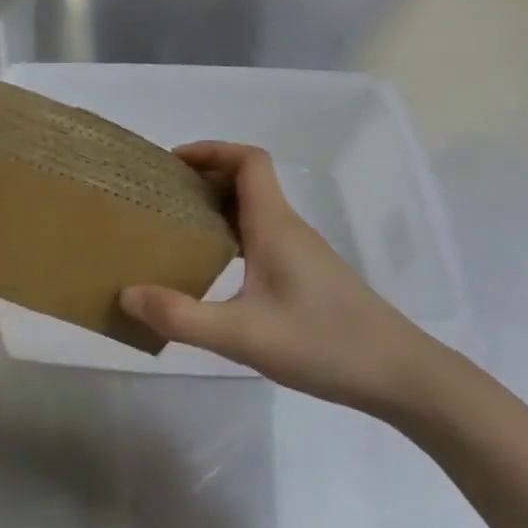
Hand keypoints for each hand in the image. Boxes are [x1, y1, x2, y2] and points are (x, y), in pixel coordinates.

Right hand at [120, 143, 457, 419]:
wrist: (400, 376)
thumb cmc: (323, 344)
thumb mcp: (242, 335)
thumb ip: (181, 316)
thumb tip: (126, 295)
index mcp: (275, 226)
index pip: (249, 161)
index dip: (211, 151)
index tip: (172, 164)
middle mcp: (289, 230)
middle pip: (247, 183)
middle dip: (204, 180)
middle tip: (161, 200)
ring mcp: (301, 255)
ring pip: (254, 213)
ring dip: (217, 211)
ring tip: (177, 233)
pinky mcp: (307, 278)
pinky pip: (261, 240)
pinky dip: (232, 239)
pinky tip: (214, 273)